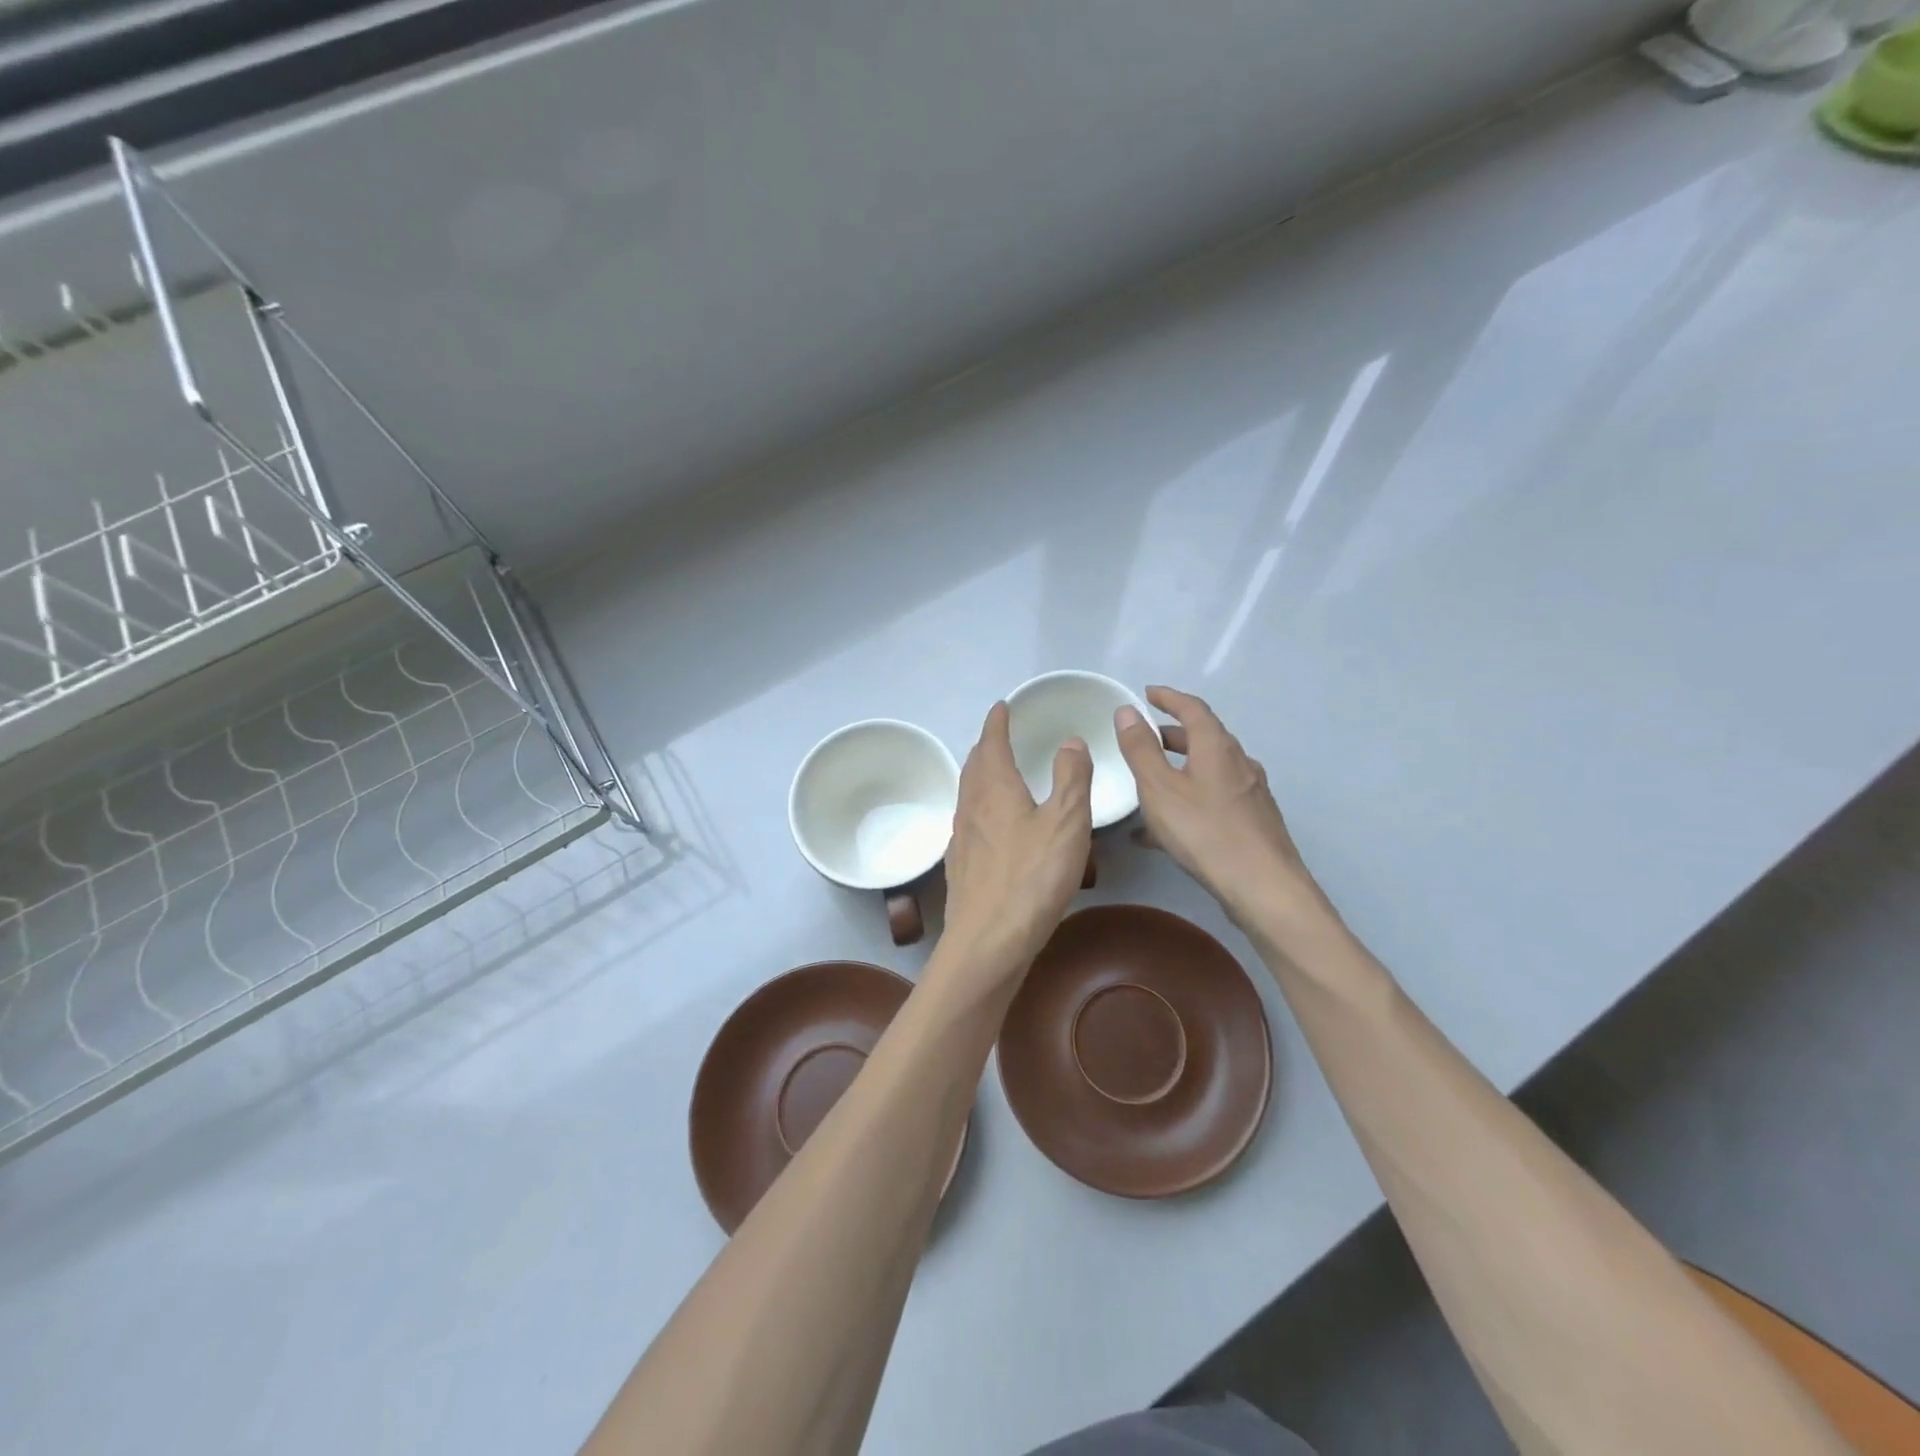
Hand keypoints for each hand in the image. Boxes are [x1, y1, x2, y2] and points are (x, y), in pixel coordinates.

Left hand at [940, 702, 1093, 982]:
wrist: (988, 941)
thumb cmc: (1032, 878)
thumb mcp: (1066, 823)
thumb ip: (1071, 778)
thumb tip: (1070, 740)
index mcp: (995, 789)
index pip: (991, 743)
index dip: (996, 723)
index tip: (1002, 707)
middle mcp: (971, 806)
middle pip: (974, 766)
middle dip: (986, 746)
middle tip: (998, 736)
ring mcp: (961, 838)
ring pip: (968, 793)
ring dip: (980, 775)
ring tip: (994, 772)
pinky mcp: (960, 866)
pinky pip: (968, 821)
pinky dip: (979, 807)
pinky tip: (989, 825)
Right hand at [1114, 686, 1330, 931]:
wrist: (1263, 886)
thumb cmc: (1205, 831)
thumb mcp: (1159, 788)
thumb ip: (1140, 749)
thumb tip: (1128, 712)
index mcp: (1216, 747)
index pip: (1193, 708)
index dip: (1169, 697)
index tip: (1148, 693)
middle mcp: (1238, 762)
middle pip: (1203, 738)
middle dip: (1171, 735)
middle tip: (1144, 738)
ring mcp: (1250, 792)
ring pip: (1208, 770)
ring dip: (1178, 770)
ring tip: (1149, 787)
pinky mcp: (1254, 820)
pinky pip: (1213, 798)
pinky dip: (1188, 799)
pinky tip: (1166, 831)